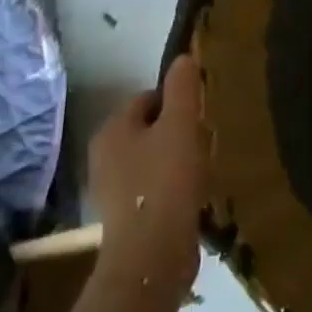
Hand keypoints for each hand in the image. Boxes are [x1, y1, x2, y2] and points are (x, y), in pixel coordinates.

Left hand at [87, 56, 205, 297]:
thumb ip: (182, 88)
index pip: (147, 98)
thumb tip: (184, 57)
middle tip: (207, 136)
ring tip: (204, 165)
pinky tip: (194, 193)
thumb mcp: (181, 125)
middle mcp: (104, 156)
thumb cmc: (166, 181)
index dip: (177, 99)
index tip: (203, 111)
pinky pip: (153, 187)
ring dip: (175, 159)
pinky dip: (172, 186)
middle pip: (148, 128)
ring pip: (151, 159)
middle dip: (176, 129)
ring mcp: (112, 190)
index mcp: (112, 129)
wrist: (152, 254)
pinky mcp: (126, 218)